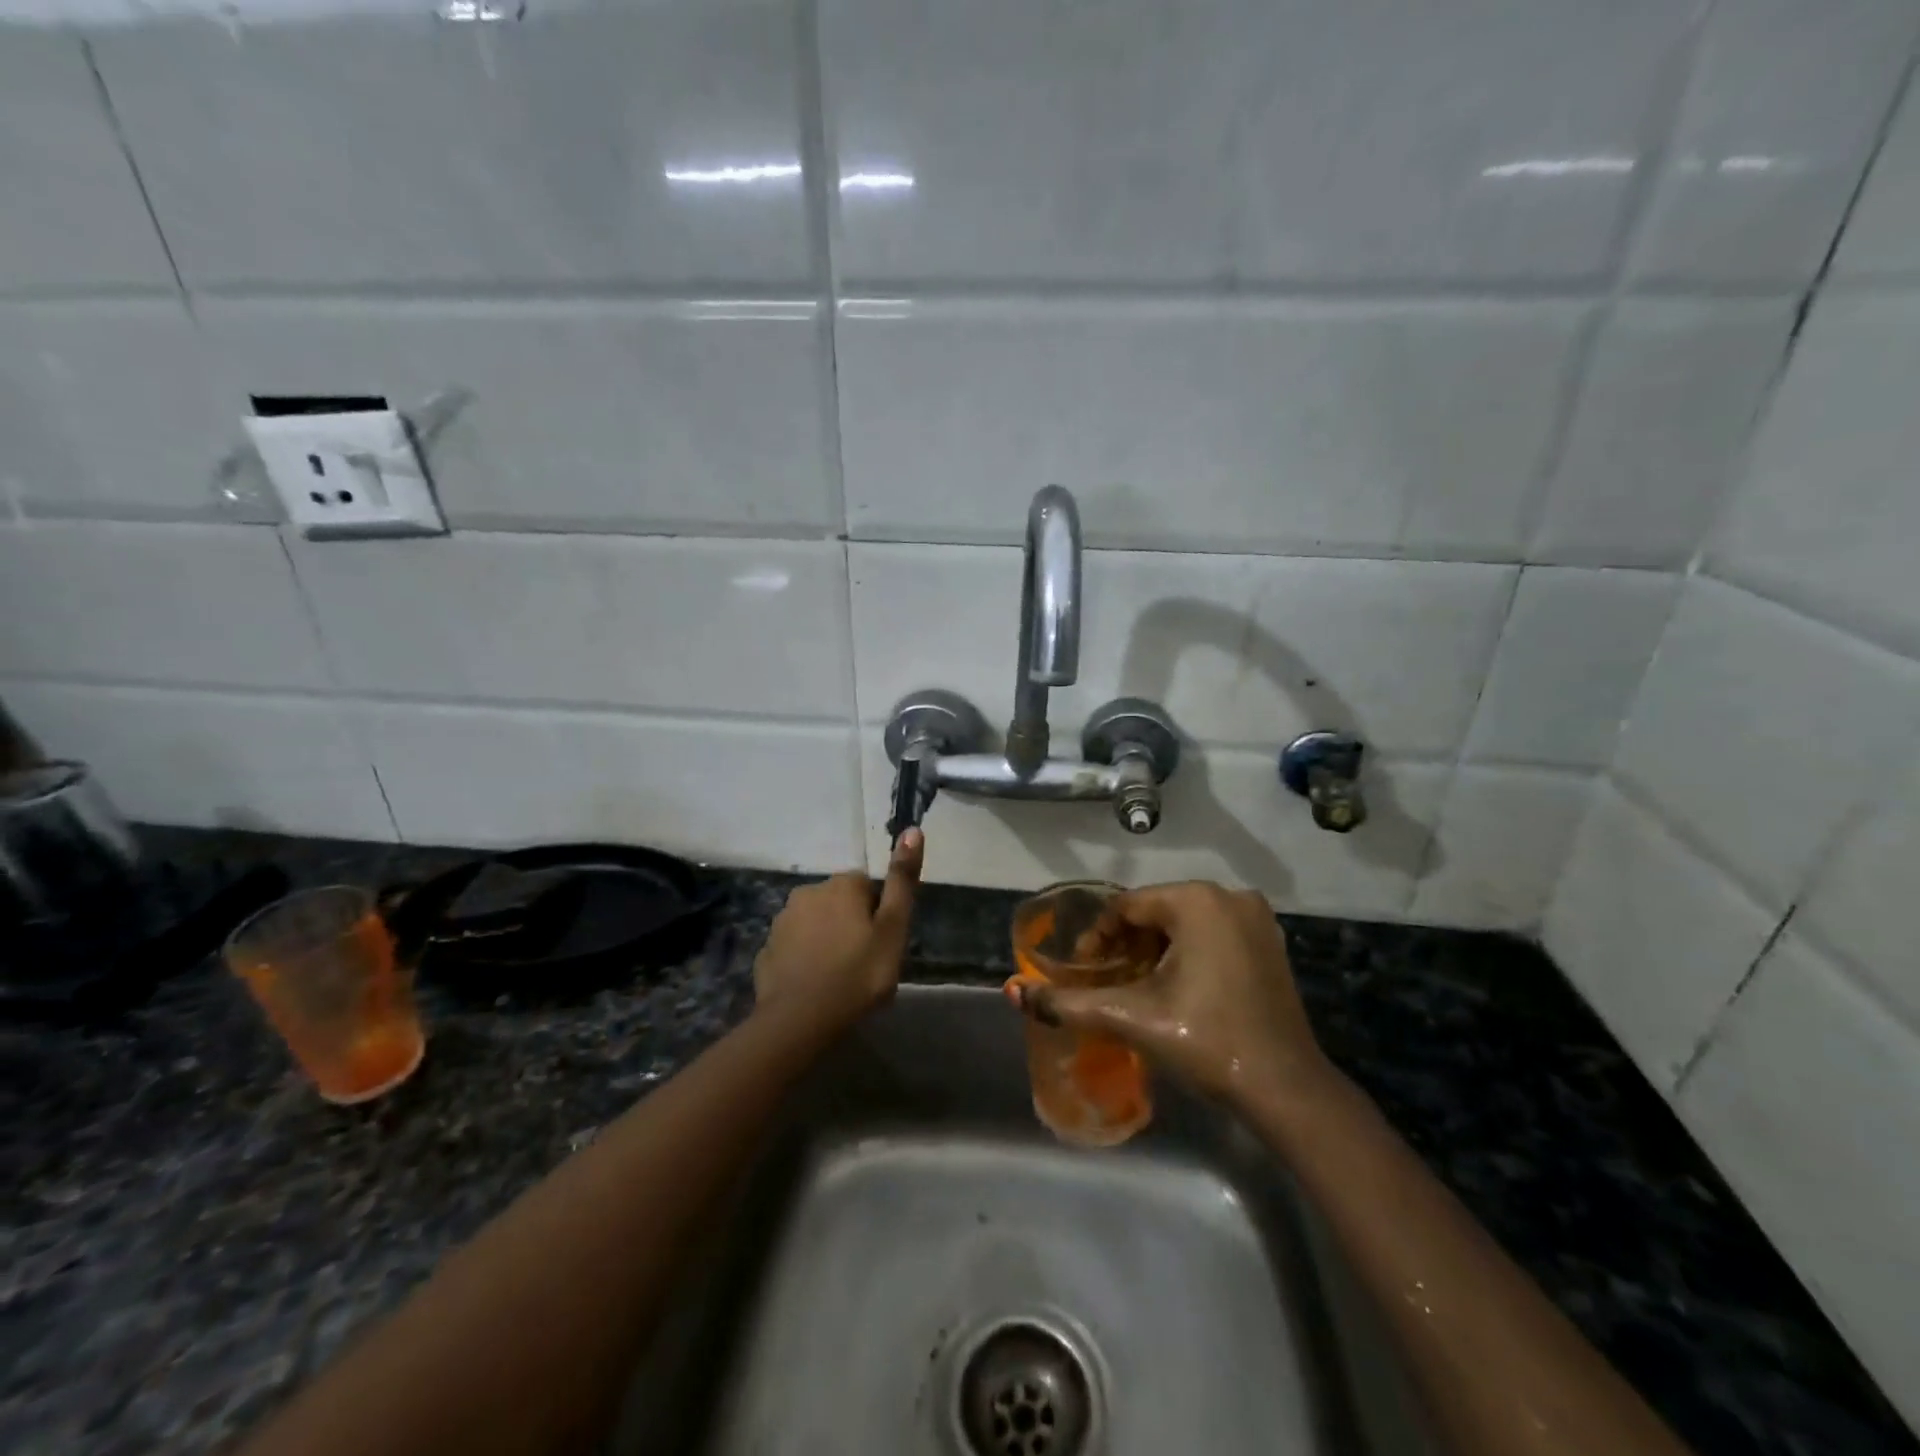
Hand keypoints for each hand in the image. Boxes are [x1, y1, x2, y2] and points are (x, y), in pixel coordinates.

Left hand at [754, 828, 923, 1030]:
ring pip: (815, 924)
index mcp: (841, 884)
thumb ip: (902, 881)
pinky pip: (794, 948)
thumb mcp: (893, 928)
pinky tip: (815, 985)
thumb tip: (912, 830)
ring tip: (839, 977)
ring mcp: (782, 921)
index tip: (882, 944)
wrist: (800, 1020)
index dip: (878, 915)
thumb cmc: (858, 973)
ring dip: (826, 940)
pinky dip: (804, 959)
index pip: (867, 886)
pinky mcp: (767, 949)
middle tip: (864, 962)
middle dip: (851, 924)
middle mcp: (808, 892)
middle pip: (839, 903)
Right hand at [1010, 881, 1331, 1109]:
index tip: (1084, 972)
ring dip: (1154, 951)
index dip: (1097, 938)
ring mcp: (1256, 918)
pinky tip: (1176, 989)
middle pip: (1155, 912)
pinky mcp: (1270, 943)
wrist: (1286, 1089)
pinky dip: (1187, 953)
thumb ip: (1069, 1002)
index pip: (1127, 906)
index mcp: (1197, 900)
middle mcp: (1229, 896)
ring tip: (1136, 989)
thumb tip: (1013, 993)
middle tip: (1107, 983)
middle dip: (1125, 945)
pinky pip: (1212, 933)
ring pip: (1183, 923)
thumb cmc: (1206, 1041)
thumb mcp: (1131, 1017)